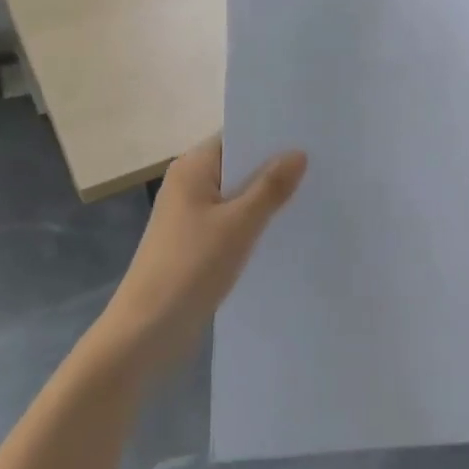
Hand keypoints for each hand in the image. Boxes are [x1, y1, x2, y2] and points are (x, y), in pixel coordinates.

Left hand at [98, 137, 306, 378]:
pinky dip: (253, 222)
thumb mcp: (239, 224)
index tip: (310, 135)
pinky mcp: (194, 242)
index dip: (271, 135)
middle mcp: (188, 183)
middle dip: (274, 167)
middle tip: (323, 164)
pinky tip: (284, 229)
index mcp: (192, 167)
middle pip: (238, 164)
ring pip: (236, 195)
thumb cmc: (191, 267)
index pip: (237, 136)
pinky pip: (230, 221)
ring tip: (313, 193)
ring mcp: (189, 215)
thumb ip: (271, 187)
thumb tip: (298, 153)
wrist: (145, 333)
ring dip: (266, 197)